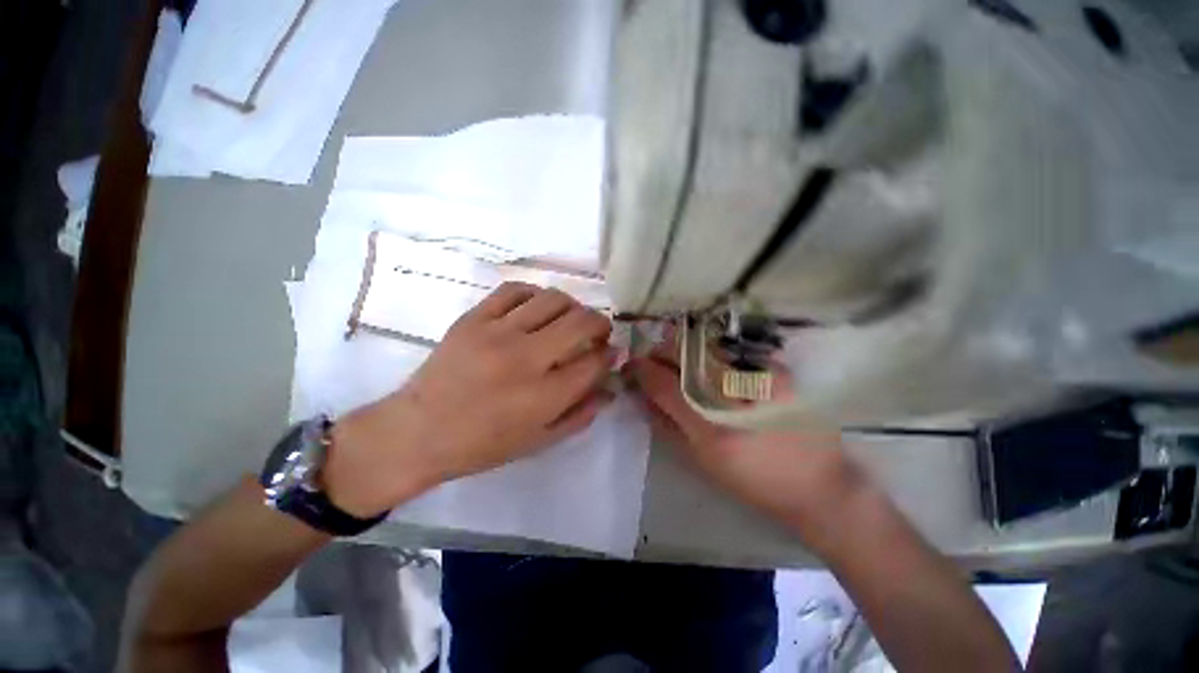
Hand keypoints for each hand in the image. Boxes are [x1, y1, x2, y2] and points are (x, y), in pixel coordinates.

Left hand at [325, 283, 614, 516]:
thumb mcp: (540, 441)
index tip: (612, 353)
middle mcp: (525, 359)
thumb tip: (610, 386)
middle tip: (598, 332)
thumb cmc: (483, 445)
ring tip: (569, 319)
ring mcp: (497, 333)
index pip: (595, 362)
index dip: (611, 355)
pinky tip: (537, 308)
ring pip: (553, 299)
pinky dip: (536, 295)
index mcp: (543, 396)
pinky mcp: (473, 318)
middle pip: (580, 321)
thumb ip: (581, 414)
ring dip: (572, 306)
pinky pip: (515, 290)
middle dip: (600, 323)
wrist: (418, 432)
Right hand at [624, 333, 875, 553]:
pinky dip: (710, 349)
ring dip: (683, 347)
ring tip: (674, 353)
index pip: (666, 386)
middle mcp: (736, 398)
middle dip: (661, 351)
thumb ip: (667, 426)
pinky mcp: (778, 371)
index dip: (644, 370)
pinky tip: (706, 357)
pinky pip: (731, 350)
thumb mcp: (702, 461)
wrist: (818, 485)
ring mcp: (760, 379)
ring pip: (707, 347)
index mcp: (713, 429)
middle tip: (652, 355)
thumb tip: (642, 396)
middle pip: (686, 357)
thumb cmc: (753, 481)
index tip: (632, 362)